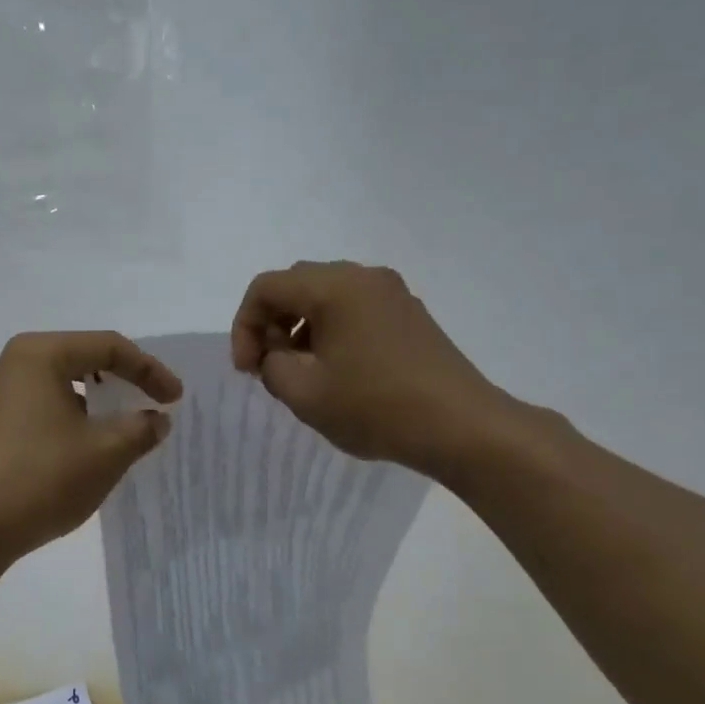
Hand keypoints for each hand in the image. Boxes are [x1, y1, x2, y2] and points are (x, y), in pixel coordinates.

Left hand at [0, 331, 182, 557]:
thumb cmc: (42, 477)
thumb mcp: (106, 452)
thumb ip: (140, 428)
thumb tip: (155, 420)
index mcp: (38, 354)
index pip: (107, 347)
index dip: (149, 370)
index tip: (175, 399)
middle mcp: (9, 364)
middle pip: (80, 360)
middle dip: (120, 382)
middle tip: (151, 405)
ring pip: (58, 387)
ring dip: (94, 405)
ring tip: (122, 430)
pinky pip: (38, 410)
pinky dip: (68, 421)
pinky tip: (84, 449)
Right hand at [231, 260, 517, 472]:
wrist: (460, 426)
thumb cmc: (375, 407)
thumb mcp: (304, 393)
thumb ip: (272, 366)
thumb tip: (276, 355)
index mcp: (335, 287)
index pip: (266, 287)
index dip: (244, 327)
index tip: (247, 370)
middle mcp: (363, 277)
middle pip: (296, 285)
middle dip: (271, 323)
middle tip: (267, 367)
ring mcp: (391, 293)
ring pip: (325, 296)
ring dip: (300, 328)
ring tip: (299, 372)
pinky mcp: (409, 314)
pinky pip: (354, 309)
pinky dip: (330, 331)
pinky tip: (335, 371)